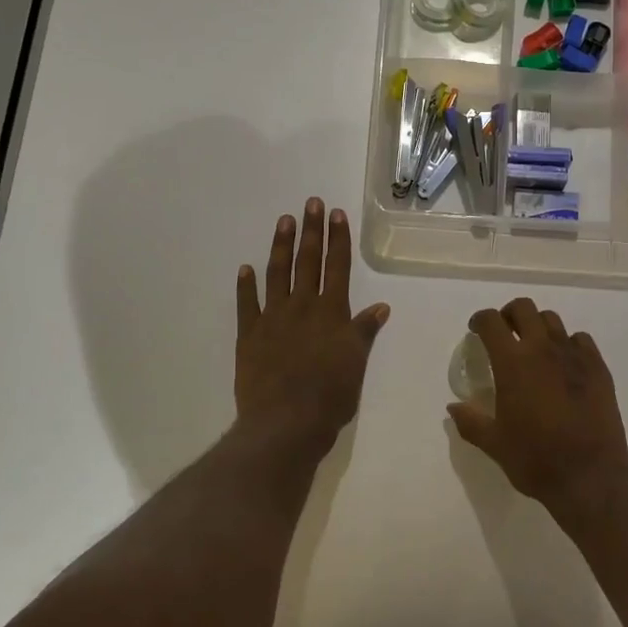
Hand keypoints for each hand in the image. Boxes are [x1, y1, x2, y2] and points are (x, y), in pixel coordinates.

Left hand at [235, 198, 389, 461]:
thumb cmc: (330, 396)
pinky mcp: (249, 335)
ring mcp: (273, 319)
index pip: (337, 268)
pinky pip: (247, 305)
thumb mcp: (356, 363)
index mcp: (332, 313)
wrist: (286, 422)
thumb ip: (364, 332)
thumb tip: (381, 306)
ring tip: (284, 221)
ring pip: (278, 274)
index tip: (336, 214)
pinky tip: (246, 269)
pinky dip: (247, 286)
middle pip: (308, 262)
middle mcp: (303, 307)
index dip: (338, 240)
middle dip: (311, 231)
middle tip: (311, 203)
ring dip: (281, 247)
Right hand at [447, 297, 627, 516]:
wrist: (590, 476)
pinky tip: (565, 364)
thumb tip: (453, 408)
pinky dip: (568, 343)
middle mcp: (543, 349)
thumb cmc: (536, 460)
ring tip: (535, 348)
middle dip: (509, 315)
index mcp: (513, 363)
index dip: (480, 320)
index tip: (476, 331)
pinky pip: (580, 340)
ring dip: (538, 326)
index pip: (491, 322)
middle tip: (505, 333)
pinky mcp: (598, 367)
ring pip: (552, 320)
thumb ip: (471, 422)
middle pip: (524, 308)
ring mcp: (574, 355)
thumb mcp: (494, 444)